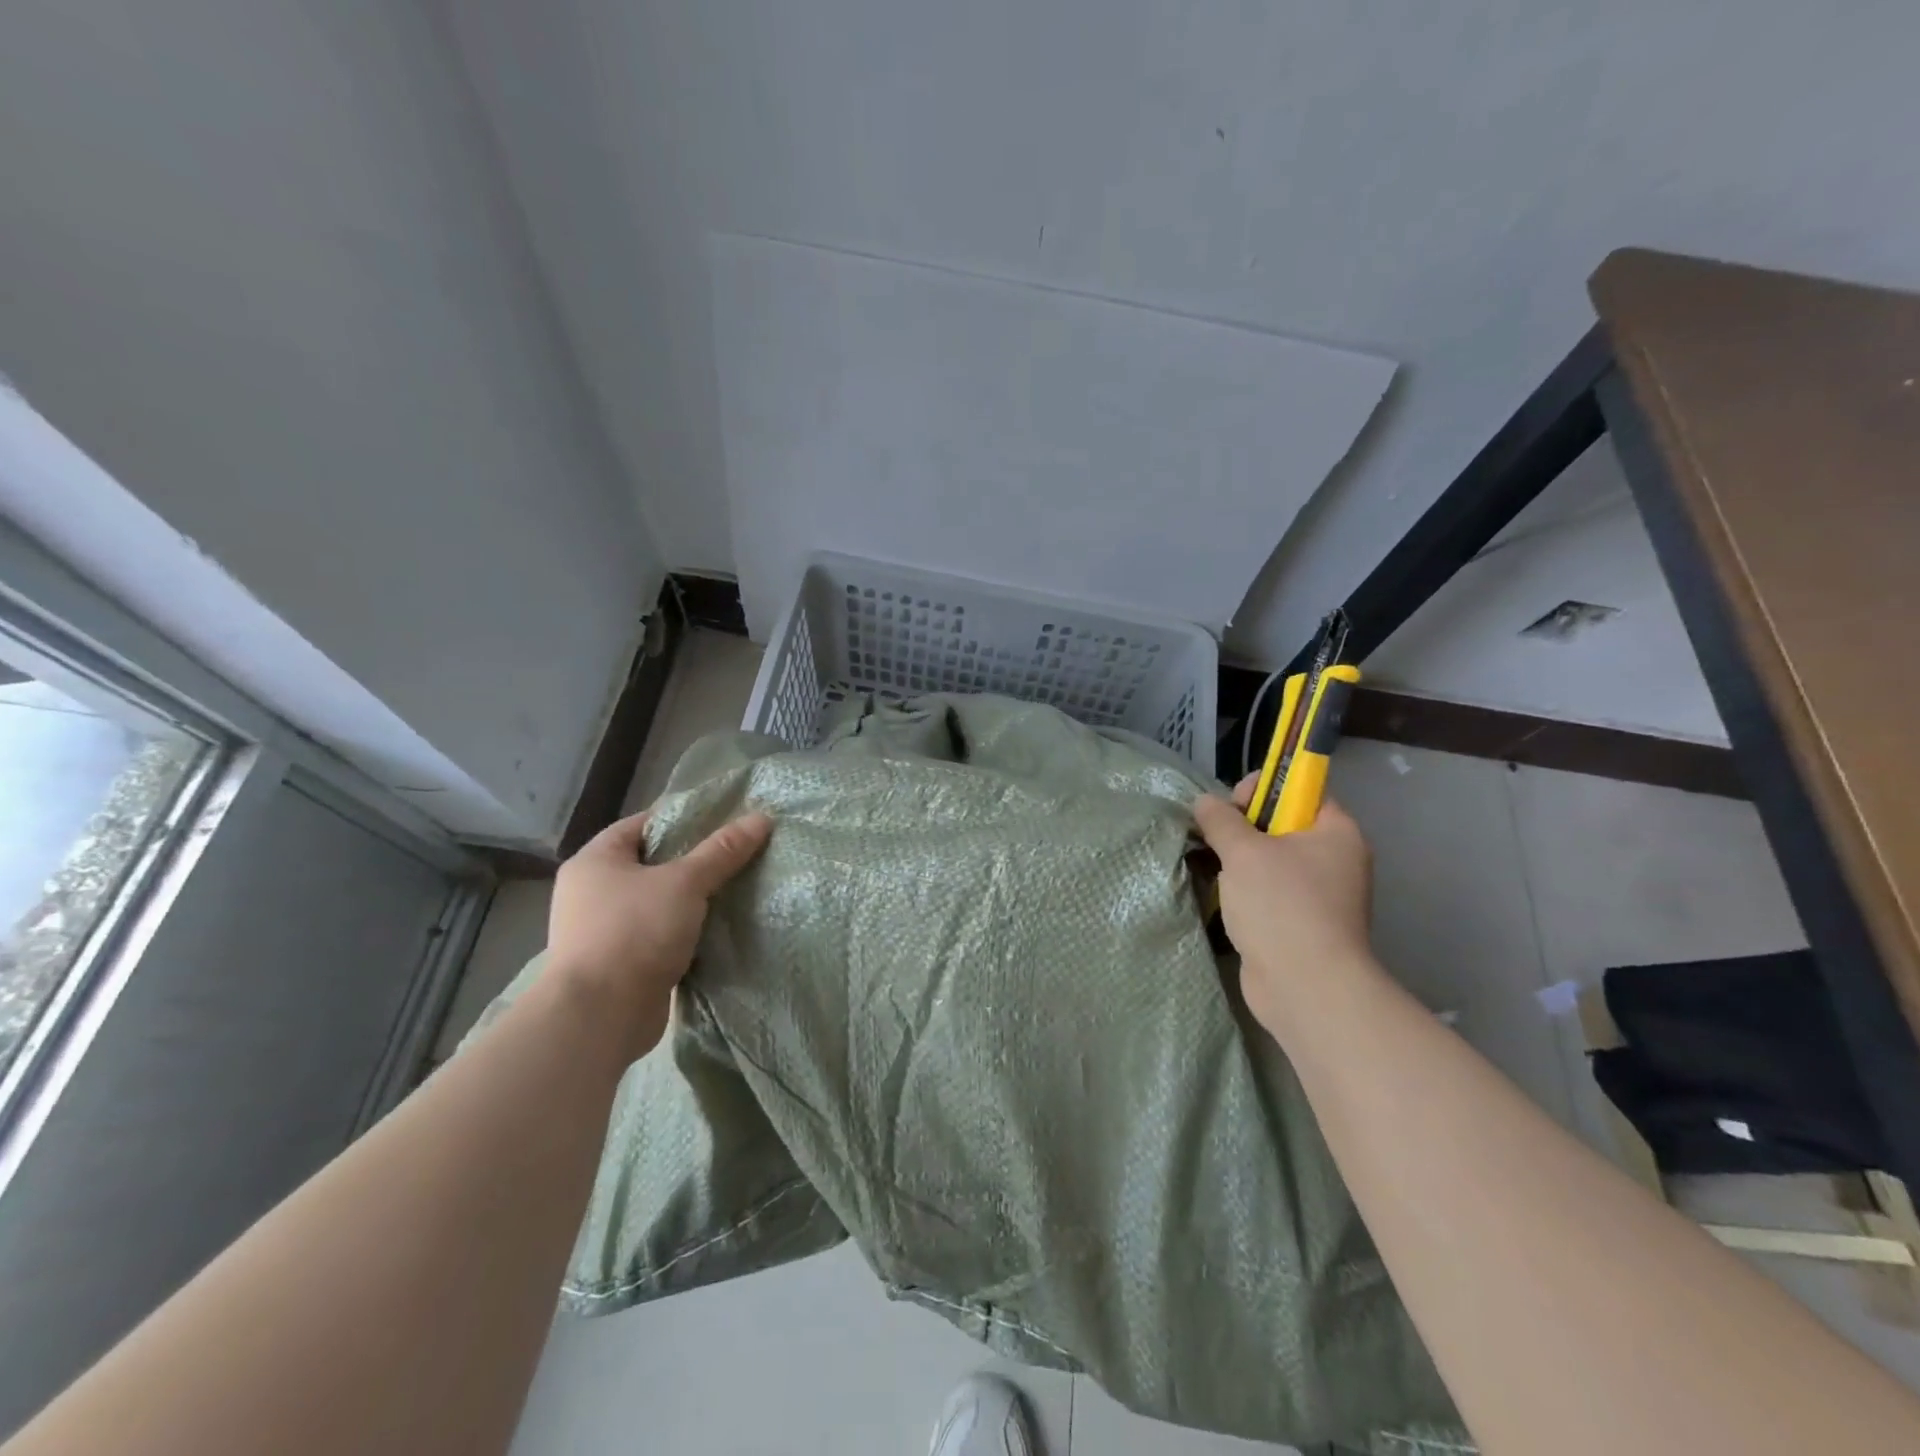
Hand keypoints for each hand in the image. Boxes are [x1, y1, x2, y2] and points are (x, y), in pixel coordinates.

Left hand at [545, 808, 773, 1060]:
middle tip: (738, 854)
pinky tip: (719, 928)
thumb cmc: (635, 932)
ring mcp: (603, 930)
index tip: (725, 820)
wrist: (599, 1016)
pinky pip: (659, 935)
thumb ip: (723, 851)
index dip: (685, 818)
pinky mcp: (619, 963)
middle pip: (653, 863)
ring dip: (692, 900)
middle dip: (695, 860)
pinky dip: (685, 931)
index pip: (644, 824)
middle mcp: (592, 891)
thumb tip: (762, 818)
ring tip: (737, 888)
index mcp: (595, 860)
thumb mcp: (685, 882)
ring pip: (658, 901)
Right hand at [1192, 777, 1374, 1037]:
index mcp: (1336, 832)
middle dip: (1243, 828)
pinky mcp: (1301, 925)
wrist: (1306, 988)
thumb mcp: (1244, 852)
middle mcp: (1335, 860)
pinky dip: (1246, 892)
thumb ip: (1221, 820)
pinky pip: (1269, 893)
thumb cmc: (1281, 906)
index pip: (1301, 790)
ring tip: (1213, 869)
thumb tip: (1204, 802)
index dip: (1264, 789)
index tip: (1232, 806)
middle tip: (1217, 841)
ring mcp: (1320, 896)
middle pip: (1282, 825)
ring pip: (1272, 862)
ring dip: (1239, 862)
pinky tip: (1224, 899)